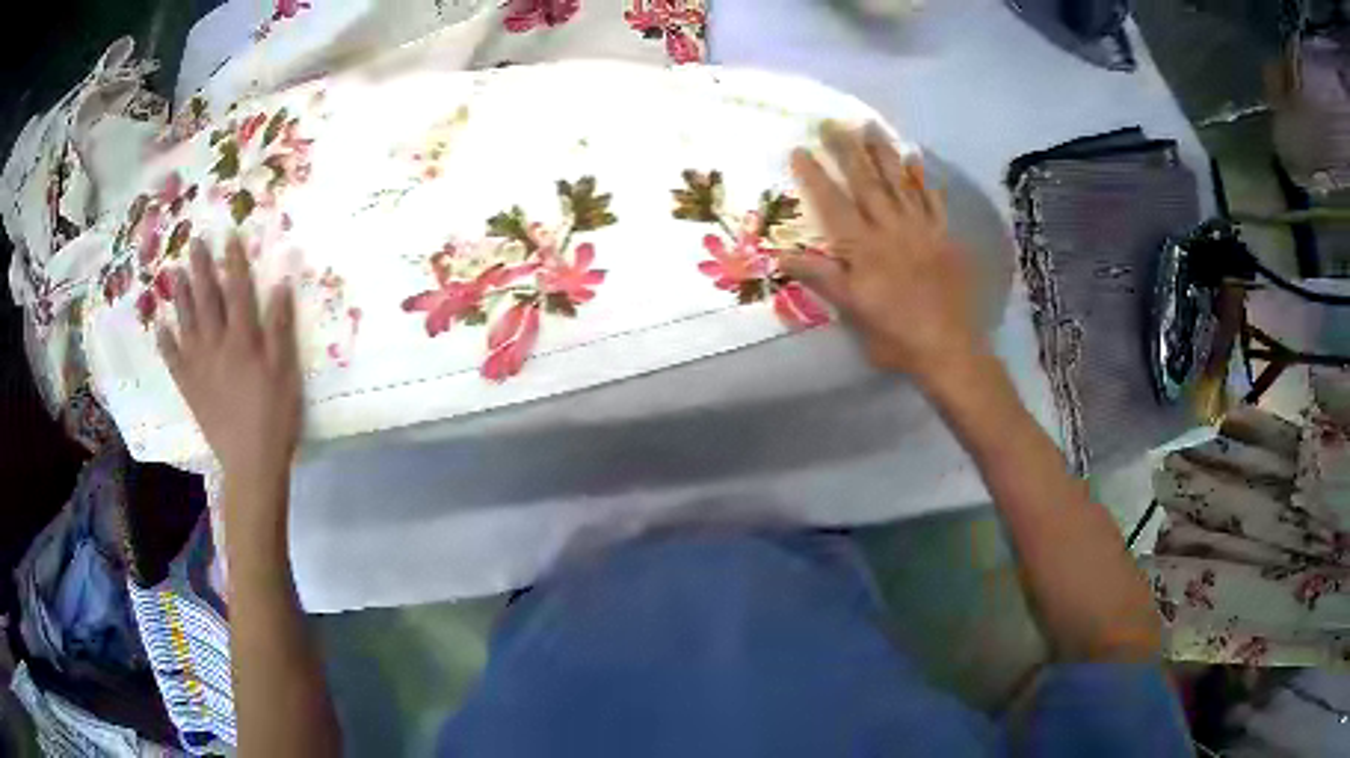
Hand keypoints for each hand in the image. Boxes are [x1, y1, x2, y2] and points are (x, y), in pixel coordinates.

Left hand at [157, 236, 300, 482]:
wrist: (251, 463)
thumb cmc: (275, 417)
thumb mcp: (286, 372)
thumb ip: (281, 328)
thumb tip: (280, 285)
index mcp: (243, 339)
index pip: (238, 290)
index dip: (234, 262)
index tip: (229, 236)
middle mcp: (217, 345)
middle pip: (207, 299)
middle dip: (202, 269)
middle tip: (195, 242)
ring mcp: (199, 367)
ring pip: (187, 323)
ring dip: (180, 296)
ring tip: (174, 272)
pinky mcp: (190, 388)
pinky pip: (174, 361)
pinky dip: (165, 343)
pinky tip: (160, 327)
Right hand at [781, 123, 984, 388]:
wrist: (948, 349)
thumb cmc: (894, 336)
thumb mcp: (851, 311)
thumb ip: (820, 277)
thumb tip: (780, 255)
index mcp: (863, 248)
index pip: (833, 204)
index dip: (815, 176)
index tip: (800, 150)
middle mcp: (891, 229)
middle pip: (866, 183)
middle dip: (847, 151)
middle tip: (832, 123)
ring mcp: (921, 230)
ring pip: (900, 183)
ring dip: (883, 153)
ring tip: (870, 126)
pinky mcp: (944, 238)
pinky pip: (932, 201)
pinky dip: (923, 179)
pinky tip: (916, 159)